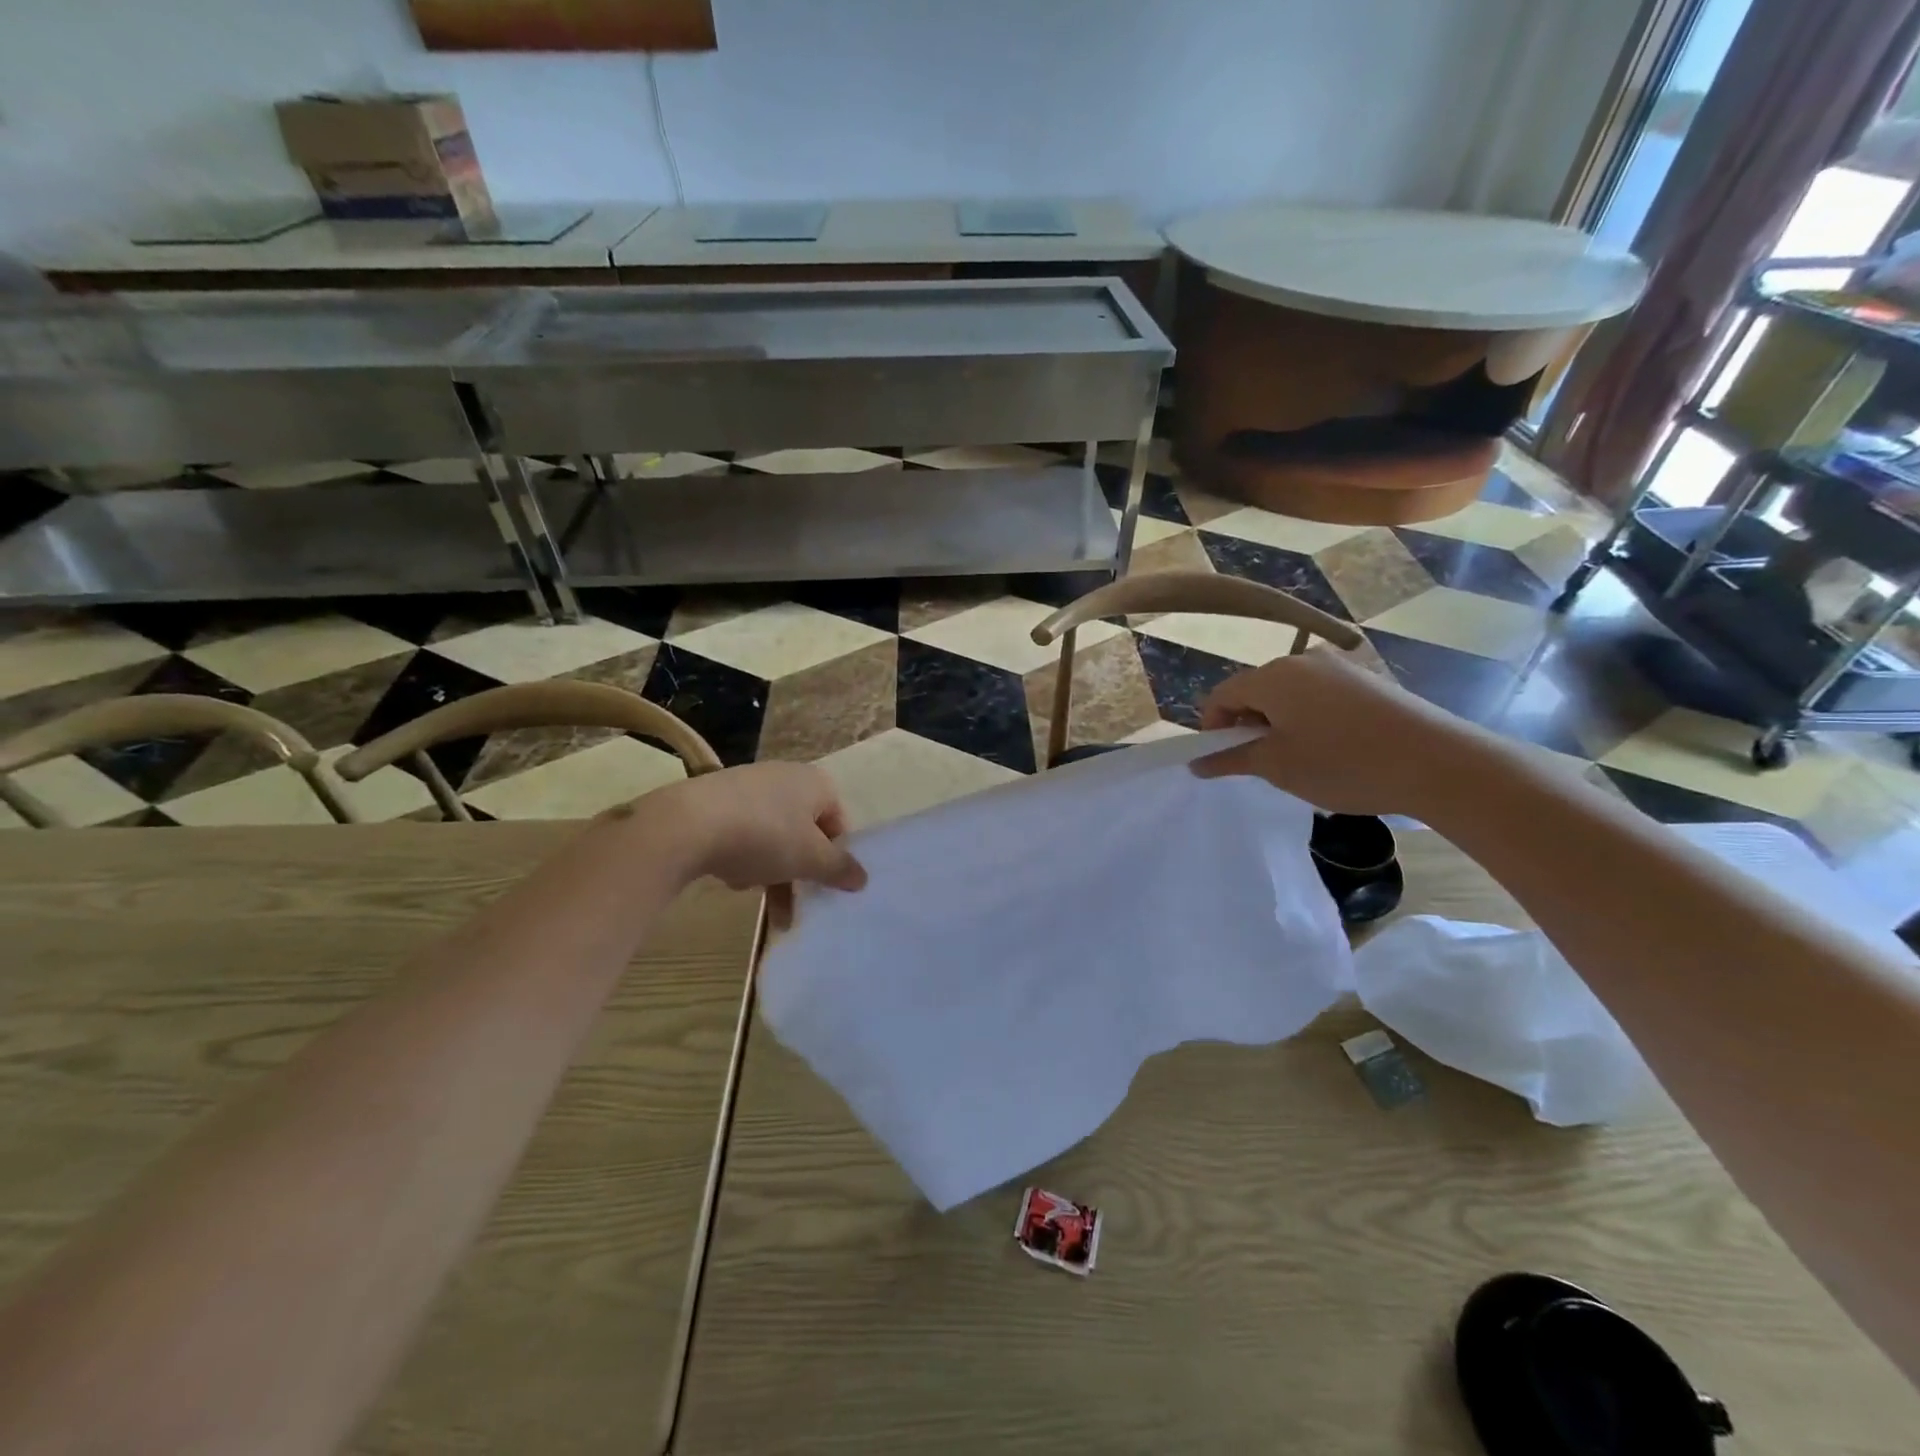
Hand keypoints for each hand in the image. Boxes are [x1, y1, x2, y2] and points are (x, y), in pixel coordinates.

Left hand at [643, 762, 867, 894]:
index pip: (838, 824)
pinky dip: (742, 856)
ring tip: (751, 891)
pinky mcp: (716, 799)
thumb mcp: (809, 859)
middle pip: (803, 833)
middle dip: (798, 872)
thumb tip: (863, 878)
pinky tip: (728, 875)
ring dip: (769, 869)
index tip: (823, 886)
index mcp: (816, 783)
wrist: (687, 824)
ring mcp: (749, 785)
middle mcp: (786, 777)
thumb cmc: (764, 836)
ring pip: (772, 836)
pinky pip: (742, 832)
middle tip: (791, 905)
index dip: (834, 858)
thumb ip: (839, 869)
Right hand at [1191, 650, 1477, 815]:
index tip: (1222, 761)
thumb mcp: (1277, 766)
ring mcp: (1339, 666)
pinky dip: (1310, 719)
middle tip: (1261, 764)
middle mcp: (1303, 660)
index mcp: (1274, 675)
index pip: (1222, 694)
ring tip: (1299, 760)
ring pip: (1288, 694)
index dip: (1212, 728)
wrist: (1437, 763)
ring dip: (1279, 724)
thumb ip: (1231, 759)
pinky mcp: (1367, 680)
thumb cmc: (1343, 763)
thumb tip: (1196, 763)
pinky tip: (1332, 750)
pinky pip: (1320, 696)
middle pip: (1255, 690)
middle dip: (1248, 725)